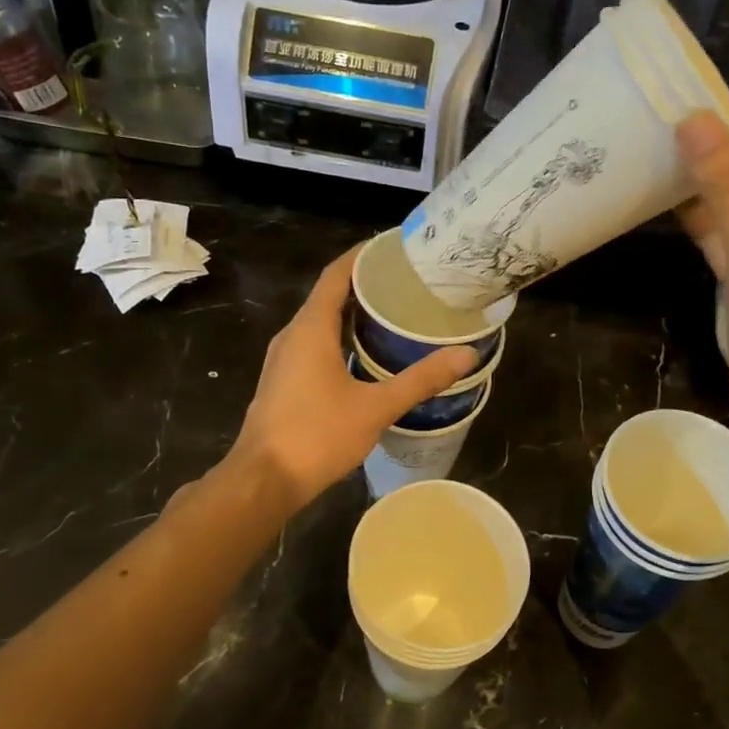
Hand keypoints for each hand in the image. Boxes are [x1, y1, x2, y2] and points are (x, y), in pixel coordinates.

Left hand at [230, 246, 477, 508]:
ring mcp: (284, 360)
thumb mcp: (376, 407)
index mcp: (310, 328)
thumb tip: (466, 354)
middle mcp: (292, 336)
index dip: (363, 255)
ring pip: (320, 323)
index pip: (336, 274)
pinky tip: (366, 354)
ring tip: (392, 313)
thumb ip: (421, 379)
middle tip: (406, 282)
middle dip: (364, 284)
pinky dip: (340, 338)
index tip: (394, 247)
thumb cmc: (317, 436)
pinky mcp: (283, 382)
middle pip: (329, 295)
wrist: (262, 481)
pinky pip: (314, 345)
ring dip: (352, 313)